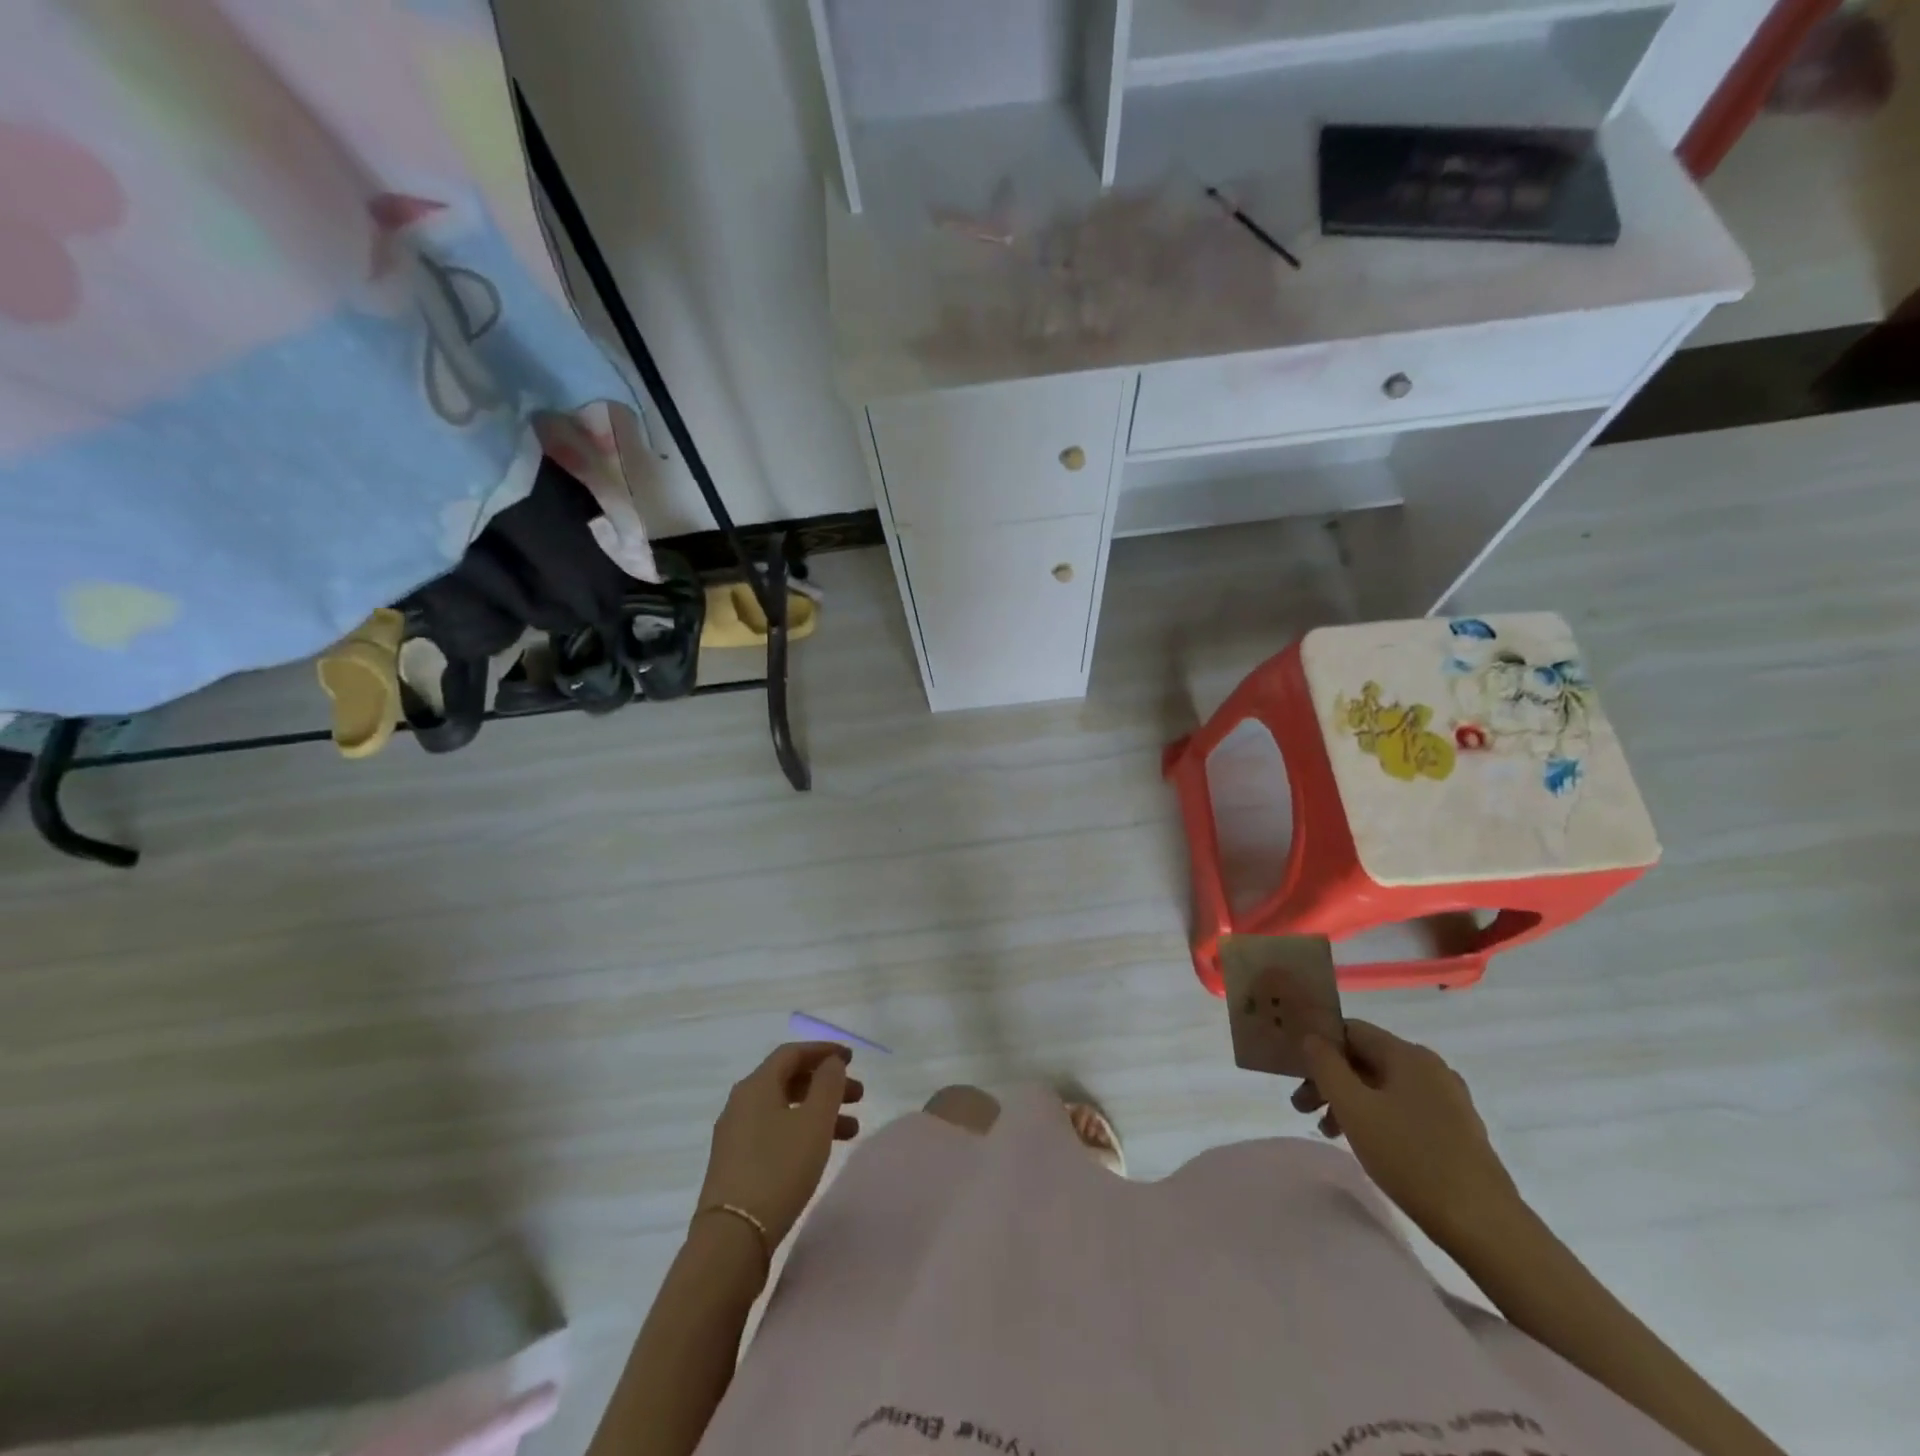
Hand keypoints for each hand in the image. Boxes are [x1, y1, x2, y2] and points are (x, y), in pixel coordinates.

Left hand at [696, 1044, 862, 1249]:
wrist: (732, 1238)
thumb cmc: (778, 1169)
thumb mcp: (814, 1122)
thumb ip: (828, 1084)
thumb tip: (830, 1062)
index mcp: (756, 1085)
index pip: (792, 1053)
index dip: (824, 1051)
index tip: (852, 1059)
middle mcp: (741, 1103)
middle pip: (789, 1080)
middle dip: (826, 1084)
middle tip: (859, 1096)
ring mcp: (735, 1135)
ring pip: (784, 1108)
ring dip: (818, 1111)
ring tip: (852, 1130)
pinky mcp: (735, 1164)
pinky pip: (775, 1131)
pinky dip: (802, 1131)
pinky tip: (820, 1150)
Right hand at [1297, 1021, 1520, 1241]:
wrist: (1486, 1226)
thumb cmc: (1411, 1158)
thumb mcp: (1353, 1108)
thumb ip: (1325, 1065)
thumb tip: (1311, 1037)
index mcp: (1408, 1054)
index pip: (1350, 1030)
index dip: (1318, 1046)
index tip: (1296, 1074)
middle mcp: (1431, 1068)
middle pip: (1366, 1059)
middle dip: (1330, 1079)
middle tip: (1302, 1108)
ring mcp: (1449, 1100)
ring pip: (1384, 1086)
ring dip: (1350, 1101)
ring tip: (1329, 1132)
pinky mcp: (1458, 1130)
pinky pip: (1405, 1109)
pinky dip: (1377, 1117)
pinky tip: (1367, 1144)